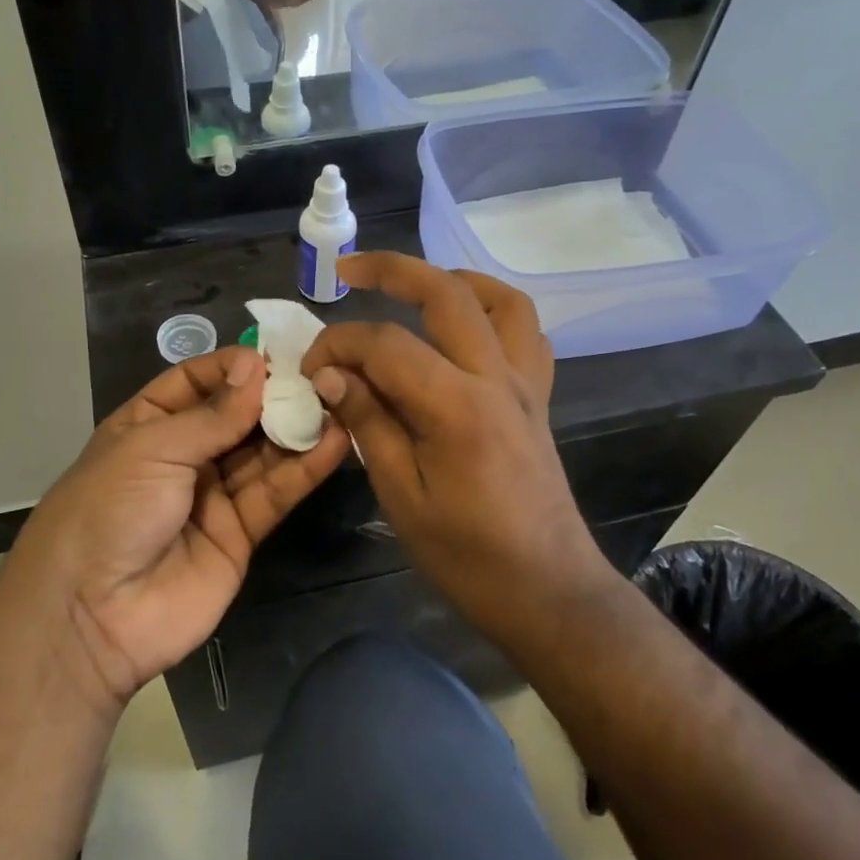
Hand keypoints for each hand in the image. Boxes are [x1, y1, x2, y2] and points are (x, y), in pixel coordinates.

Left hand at [4, 346, 349, 710]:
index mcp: (147, 425)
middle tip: (319, 375)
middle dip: (272, 396)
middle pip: (235, 417)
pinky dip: (304, 469)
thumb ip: (213, 415)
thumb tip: (255, 367)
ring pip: (261, 454)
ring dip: (296, 429)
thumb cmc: (109, 509)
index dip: (231, 367)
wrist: (90, 615)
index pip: (194, 382)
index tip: (272, 355)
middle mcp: (182, 456)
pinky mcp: (239, 535)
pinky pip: (274, 495)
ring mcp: (212, 496)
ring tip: (337, 401)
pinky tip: (334, 441)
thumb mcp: (153, 448)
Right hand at [300, 254, 604, 633]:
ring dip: (453, 279)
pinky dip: (492, 312)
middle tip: (347, 269)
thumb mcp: (400, 495)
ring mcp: (525, 383)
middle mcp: (496, 377)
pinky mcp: (538, 397)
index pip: (385, 344)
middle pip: (447, 292)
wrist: (548, 591)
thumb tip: (330, 375)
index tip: (311, 369)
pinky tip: (462, 329)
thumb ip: (368, 422)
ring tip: (413, 287)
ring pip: (501, 299)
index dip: (338, 345)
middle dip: (392, 269)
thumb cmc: (467, 555)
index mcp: (456, 406)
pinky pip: (525, 333)